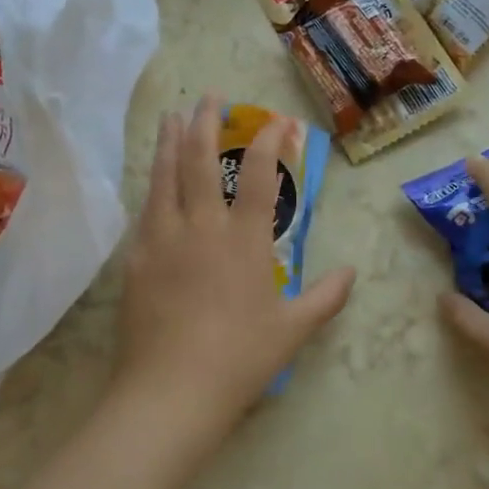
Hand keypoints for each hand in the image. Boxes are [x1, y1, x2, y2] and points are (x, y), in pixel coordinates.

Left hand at [113, 95, 355, 453]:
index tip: (272, 121)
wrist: (170, 392)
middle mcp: (202, 227)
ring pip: (166, 176)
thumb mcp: (292, 330)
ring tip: (173, 116)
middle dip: (207, 123)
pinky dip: (152, 186)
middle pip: (202, 161)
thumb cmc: (239, 360)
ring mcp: (164, 238)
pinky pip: (145, 210)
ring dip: (171, 142)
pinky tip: (152, 180)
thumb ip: (325, 297)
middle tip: (210, 97)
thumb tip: (351, 273)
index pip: (259, 176)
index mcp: (244, 240)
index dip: (267, 141)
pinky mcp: (137, 257)